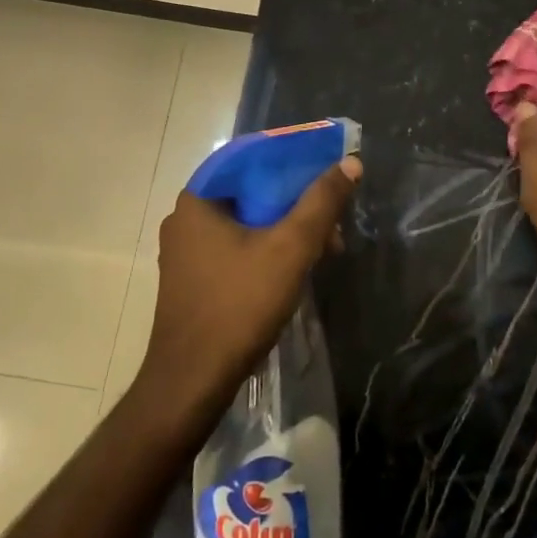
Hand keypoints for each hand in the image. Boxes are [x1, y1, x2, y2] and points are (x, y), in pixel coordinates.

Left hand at [136, 157, 360, 423]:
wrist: (193, 380)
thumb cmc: (240, 305)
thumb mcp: (291, 248)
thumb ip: (322, 202)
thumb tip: (351, 163)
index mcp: (198, 200)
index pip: (249, 157)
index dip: (291, 158)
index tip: (325, 168)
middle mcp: (185, 218)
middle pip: (250, 192)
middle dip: (296, 202)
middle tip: (332, 220)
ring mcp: (185, 252)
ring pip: (246, 222)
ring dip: (286, 229)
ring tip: (324, 250)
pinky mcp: (192, 279)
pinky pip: (235, 247)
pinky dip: (267, 249)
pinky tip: (295, 270)